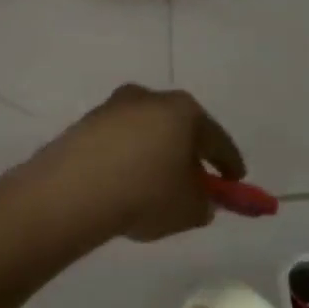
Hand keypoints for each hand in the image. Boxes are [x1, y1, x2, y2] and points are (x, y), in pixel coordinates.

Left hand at [29, 85, 245, 242]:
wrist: (73, 191)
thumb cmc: (146, 193)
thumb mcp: (190, 209)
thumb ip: (204, 203)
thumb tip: (200, 200)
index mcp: (184, 110)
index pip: (217, 140)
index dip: (230, 164)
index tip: (236, 181)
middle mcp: (149, 98)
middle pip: (179, 129)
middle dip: (188, 155)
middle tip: (193, 183)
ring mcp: (112, 108)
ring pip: (145, 134)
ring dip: (154, 156)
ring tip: (152, 188)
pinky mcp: (83, 125)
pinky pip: (117, 145)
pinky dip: (125, 161)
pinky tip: (122, 187)